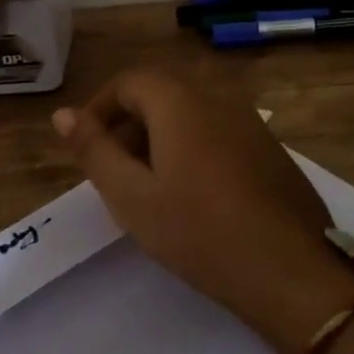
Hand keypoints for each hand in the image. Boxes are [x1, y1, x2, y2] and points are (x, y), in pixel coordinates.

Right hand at [53, 69, 353, 353]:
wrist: (291, 272)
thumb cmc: (198, 231)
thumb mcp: (131, 195)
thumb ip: (93, 149)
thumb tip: (62, 114)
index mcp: (180, 101)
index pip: (128, 82)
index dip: (99, 109)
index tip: (86, 148)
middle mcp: (217, 99)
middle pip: (160, 96)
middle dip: (128, 127)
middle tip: (113, 173)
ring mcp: (250, 124)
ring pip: (190, 117)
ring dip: (160, 141)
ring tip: (149, 189)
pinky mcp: (271, 151)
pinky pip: (218, 135)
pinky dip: (192, 151)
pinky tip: (194, 198)